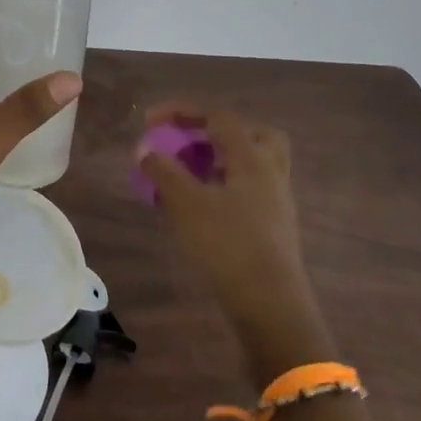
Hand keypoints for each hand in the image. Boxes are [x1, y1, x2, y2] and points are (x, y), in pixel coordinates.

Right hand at [137, 104, 334, 371]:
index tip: (150, 120)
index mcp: (252, 158)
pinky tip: (200, 206)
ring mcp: (276, 202)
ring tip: (187, 174)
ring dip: (219, 160)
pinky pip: (248, 190)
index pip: (218, 117)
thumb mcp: (187, 205)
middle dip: (217, 132)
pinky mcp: (273, 228)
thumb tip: (145, 149)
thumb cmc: (228, 246)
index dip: (182, 111)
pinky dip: (223, 186)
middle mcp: (270, 173)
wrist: (271, 308)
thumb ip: (163, 172)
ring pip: (251, 164)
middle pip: (251, 134)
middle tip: (189, 143)